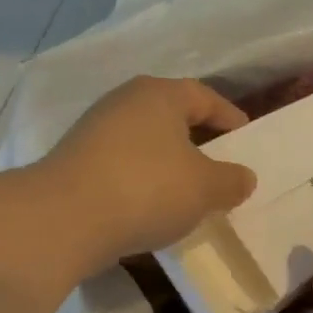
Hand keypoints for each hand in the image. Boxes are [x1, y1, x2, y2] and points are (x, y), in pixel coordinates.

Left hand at [40, 76, 257, 264]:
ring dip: (169, 164)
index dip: (229, 117)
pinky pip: (124, 167)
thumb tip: (244, 177)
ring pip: (146, 143)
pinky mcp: (76, 163)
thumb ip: (231, 180)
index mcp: (159, 94)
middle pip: (171, 117)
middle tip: (220, 166)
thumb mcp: (205, 188)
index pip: (204, 96)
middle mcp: (124, 102)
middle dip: (198, 141)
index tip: (246, 138)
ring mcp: (95, 132)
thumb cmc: (148, 188)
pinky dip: (143, 182)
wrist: (66, 218)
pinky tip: (153, 208)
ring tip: (189, 193)